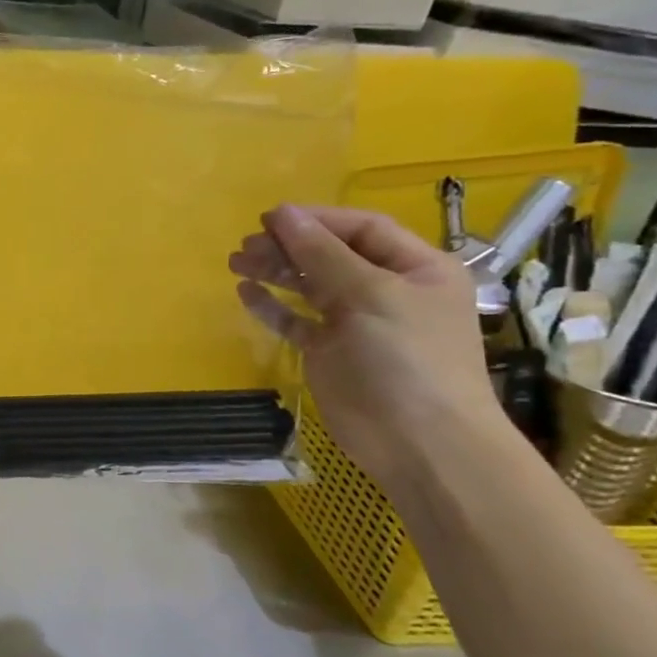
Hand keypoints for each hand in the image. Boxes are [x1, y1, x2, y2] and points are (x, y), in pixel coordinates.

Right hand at [229, 205, 504, 488]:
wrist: (419, 442)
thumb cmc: (406, 358)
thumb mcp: (369, 294)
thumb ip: (321, 253)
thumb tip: (282, 214)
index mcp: (415, 268)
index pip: (361, 229)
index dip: (316, 220)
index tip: (268, 219)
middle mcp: (386, 289)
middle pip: (329, 255)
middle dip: (288, 246)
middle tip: (246, 245)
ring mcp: (356, 322)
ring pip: (308, 285)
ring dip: (273, 271)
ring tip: (236, 263)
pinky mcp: (329, 351)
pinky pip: (296, 319)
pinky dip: (272, 306)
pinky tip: (246, 293)